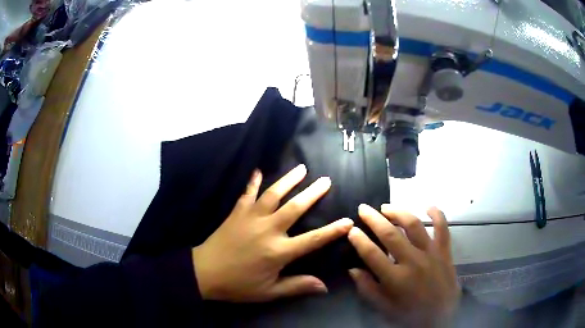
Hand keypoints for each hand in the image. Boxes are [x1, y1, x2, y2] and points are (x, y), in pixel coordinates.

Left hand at [192, 164, 353, 301]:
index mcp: (279, 251)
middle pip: (295, 207)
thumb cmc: (238, 285)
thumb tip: (324, 286)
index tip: (348, 220)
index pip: (313, 239)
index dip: (333, 230)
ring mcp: (251, 218)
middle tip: (326, 180)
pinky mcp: (237, 213)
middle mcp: (268, 230)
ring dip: (289, 180)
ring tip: (302, 168)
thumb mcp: (269, 292)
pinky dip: (253, 182)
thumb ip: (297, 286)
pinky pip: (247, 194)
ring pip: (273, 194)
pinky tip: (258, 170)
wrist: (204, 273)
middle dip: (313, 193)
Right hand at [348, 204, 459, 327]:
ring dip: (398, 212)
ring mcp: (431, 254)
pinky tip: (428, 206)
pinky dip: (437, 214)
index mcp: (395, 279)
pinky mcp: (445, 252)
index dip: (359, 240)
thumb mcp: (384, 308)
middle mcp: (413, 262)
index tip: (351, 229)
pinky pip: (443, 228)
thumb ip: (367, 289)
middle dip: (374, 219)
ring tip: (386, 207)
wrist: (441, 317)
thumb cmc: (409, 314)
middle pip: (391, 234)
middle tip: (363, 208)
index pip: (372, 254)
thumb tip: (353, 269)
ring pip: (414, 225)